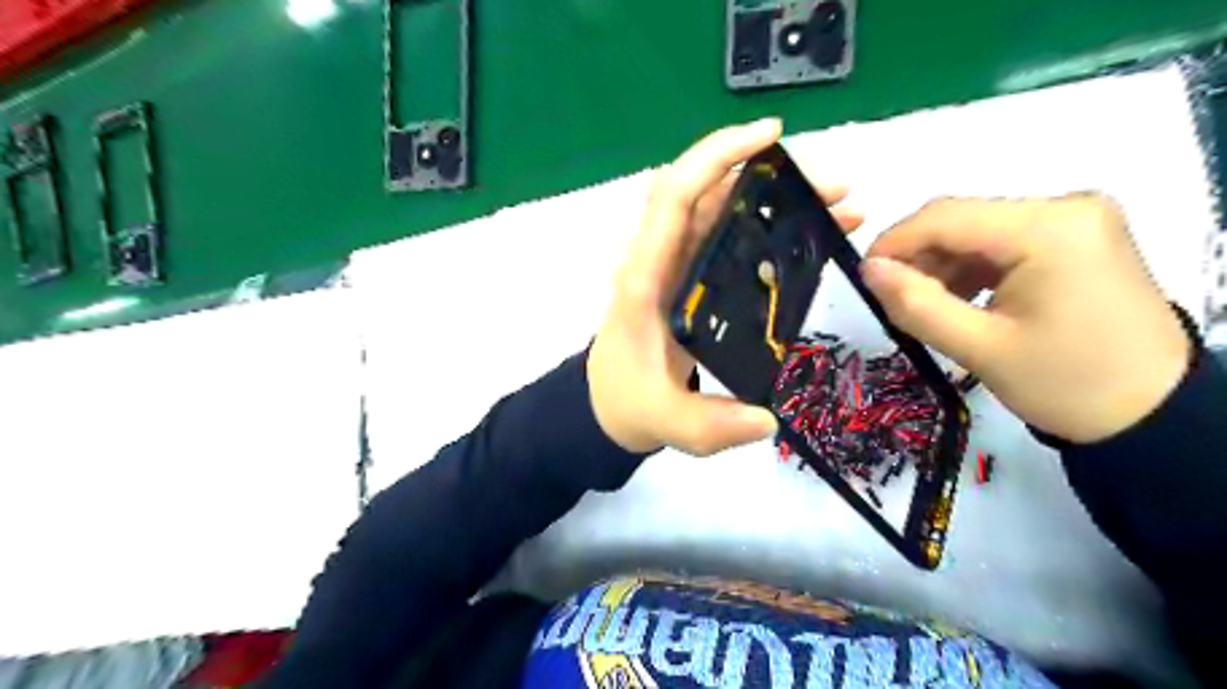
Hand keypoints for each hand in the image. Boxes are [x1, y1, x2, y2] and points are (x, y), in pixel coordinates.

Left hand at [586, 121, 861, 454]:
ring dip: (778, 198)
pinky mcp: (694, 279)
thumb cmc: (628, 402)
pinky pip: (730, 237)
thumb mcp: (665, 422)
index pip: (673, 198)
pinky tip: (813, 238)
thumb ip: (708, 425)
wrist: (609, 404)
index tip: (770, 136)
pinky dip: (771, 227)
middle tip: (834, 187)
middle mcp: (661, 260)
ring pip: (724, 210)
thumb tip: (767, 418)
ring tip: (839, 205)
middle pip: (708, 193)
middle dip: (770, 175)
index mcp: (645, 278)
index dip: (715, 157)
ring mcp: (678, 266)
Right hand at [862, 193, 1189, 440]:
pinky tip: (961, 301)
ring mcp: (1075, 220)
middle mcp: (1066, 207)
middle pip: (962, 219)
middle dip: (918, 257)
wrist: (1151, 413)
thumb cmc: (1065, 384)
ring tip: (927, 308)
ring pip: (977, 230)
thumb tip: (868, 269)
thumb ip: (915, 304)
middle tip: (893, 300)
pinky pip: (1001, 241)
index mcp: (1049, 229)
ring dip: (942, 265)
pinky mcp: (1077, 237)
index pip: (946, 217)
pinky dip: (970, 269)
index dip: (893, 242)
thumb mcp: (978, 348)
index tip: (863, 276)